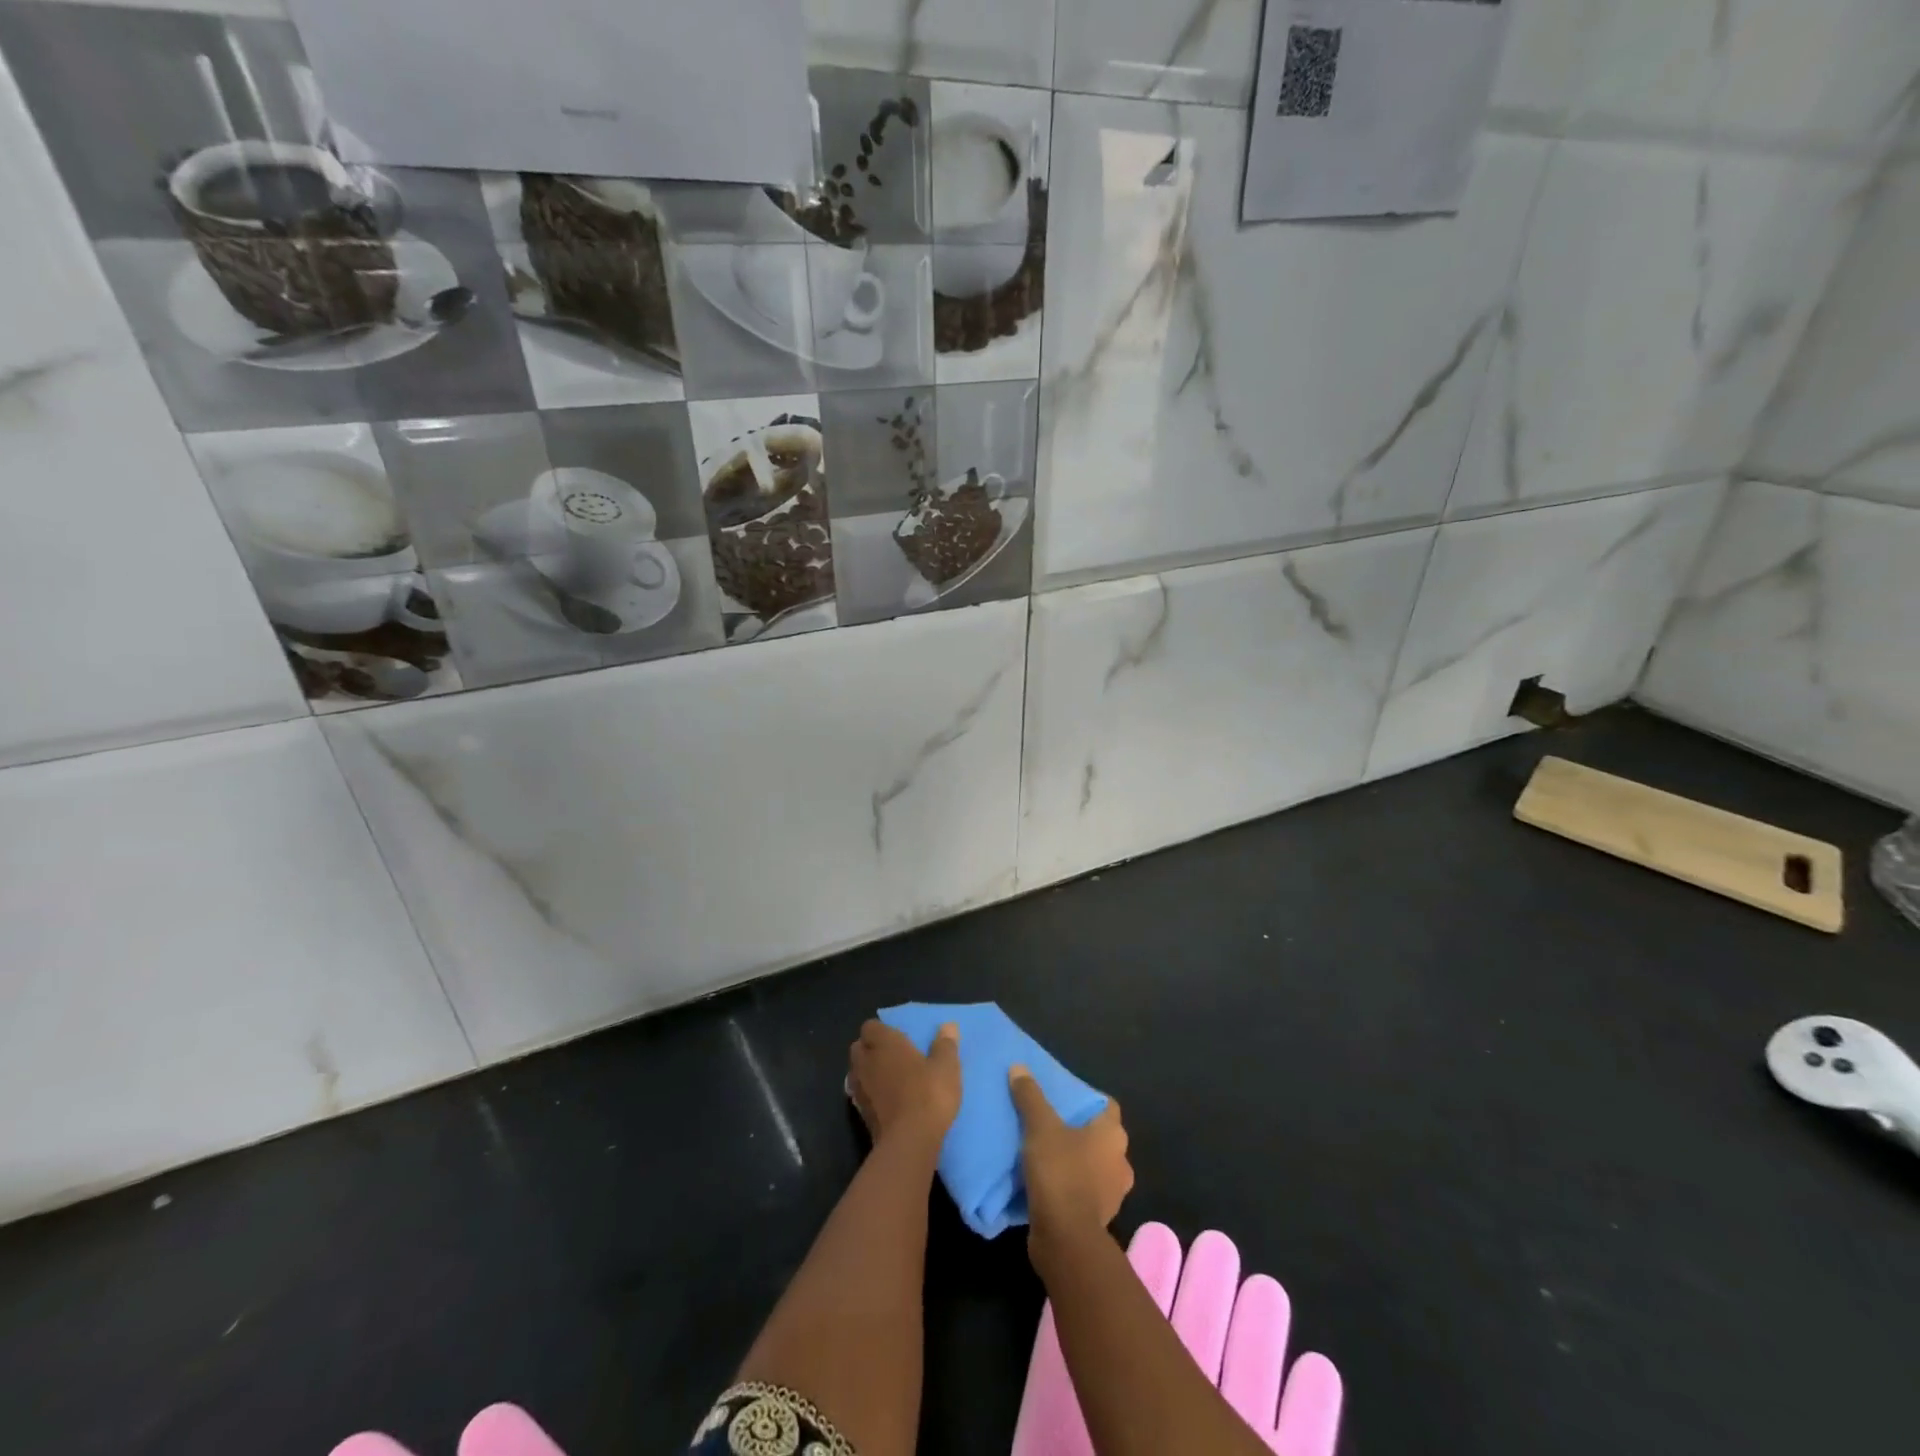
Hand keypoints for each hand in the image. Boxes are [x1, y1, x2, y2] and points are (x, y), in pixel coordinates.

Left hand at [849, 1019, 961, 1147]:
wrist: (909, 1142)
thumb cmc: (928, 1094)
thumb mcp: (946, 1066)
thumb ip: (945, 1044)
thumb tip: (948, 1026)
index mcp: (884, 1043)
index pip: (870, 1026)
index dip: (881, 1030)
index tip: (898, 1037)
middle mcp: (866, 1061)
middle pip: (858, 1047)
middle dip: (870, 1049)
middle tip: (893, 1056)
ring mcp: (859, 1088)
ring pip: (856, 1071)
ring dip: (868, 1072)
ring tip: (889, 1079)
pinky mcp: (859, 1113)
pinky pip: (860, 1094)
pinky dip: (869, 1094)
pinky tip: (886, 1101)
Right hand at [1010, 1065, 1132, 1241]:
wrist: (1066, 1240)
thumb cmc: (1060, 1173)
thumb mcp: (1040, 1128)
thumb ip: (1030, 1097)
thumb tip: (1019, 1067)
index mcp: (1113, 1135)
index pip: (1107, 1106)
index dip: (1088, 1099)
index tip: (1065, 1097)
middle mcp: (1120, 1162)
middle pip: (1100, 1136)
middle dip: (1079, 1131)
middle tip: (1050, 1122)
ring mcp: (1112, 1194)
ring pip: (1093, 1166)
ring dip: (1075, 1161)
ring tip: (1045, 1152)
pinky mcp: (1098, 1218)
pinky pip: (1084, 1192)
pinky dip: (1070, 1186)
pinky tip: (1047, 1182)